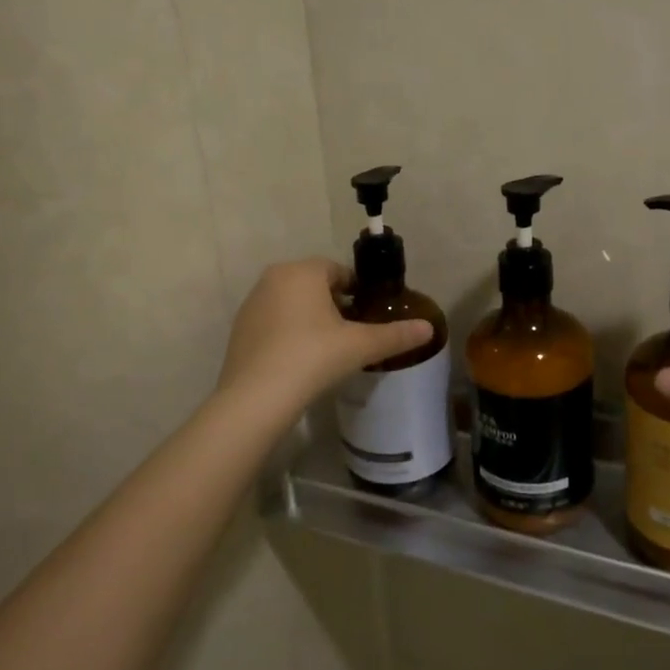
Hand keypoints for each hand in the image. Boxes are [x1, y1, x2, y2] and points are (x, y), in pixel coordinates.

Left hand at [217, 258, 433, 414]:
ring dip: (311, 318)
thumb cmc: (313, 358)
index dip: (358, 292)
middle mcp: (274, 278)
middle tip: (352, 335)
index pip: (340, 271)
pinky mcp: (240, 329)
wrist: (256, 398)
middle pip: (315, 285)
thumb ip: (395, 335)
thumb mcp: (360, 346)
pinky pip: (274, 322)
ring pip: (293, 303)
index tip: (369, 316)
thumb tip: (429, 328)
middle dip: (335, 305)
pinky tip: (300, 360)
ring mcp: (253, 303)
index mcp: (303, 271)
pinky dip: (289, 333)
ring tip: (328, 350)